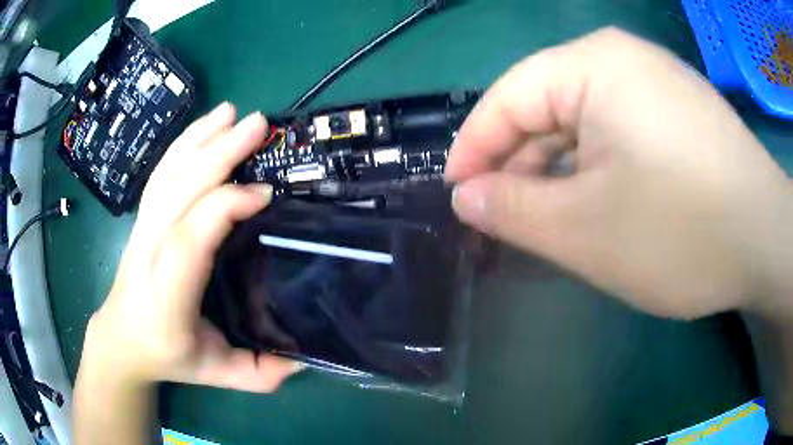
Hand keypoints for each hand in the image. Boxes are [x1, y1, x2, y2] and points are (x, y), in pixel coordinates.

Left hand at [82, 103, 302, 391]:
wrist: (121, 337)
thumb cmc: (167, 354)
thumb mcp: (217, 374)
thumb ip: (259, 372)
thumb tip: (305, 357)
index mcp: (167, 292)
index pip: (190, 237)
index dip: (225, 206)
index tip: (265, 193)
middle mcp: (149, 250)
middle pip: (179, 190)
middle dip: (218, 153)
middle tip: (259, 125)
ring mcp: (143, 228)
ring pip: (169, 173)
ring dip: (201, 138)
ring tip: (232, 113)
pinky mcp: (144, 217)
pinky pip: (162, 173)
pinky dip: (183, 143)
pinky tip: (204, 126)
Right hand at [446, 28, 792, 318]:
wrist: (765, 242)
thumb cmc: (682, 233)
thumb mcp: (585, 230)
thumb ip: (512, 209)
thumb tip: (465, 197)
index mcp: (593, 66)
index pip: (508, 98)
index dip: (473, 148)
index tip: (454, 195)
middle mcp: (622, 61)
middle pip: (547, 108)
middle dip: (518, 165)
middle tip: (498, 219)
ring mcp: (655, 85)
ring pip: (583, 124)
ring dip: (558, 172)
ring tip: (541, 220)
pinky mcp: (677, 114)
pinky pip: (616, 134)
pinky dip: (595, 170)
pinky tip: (593, 206)